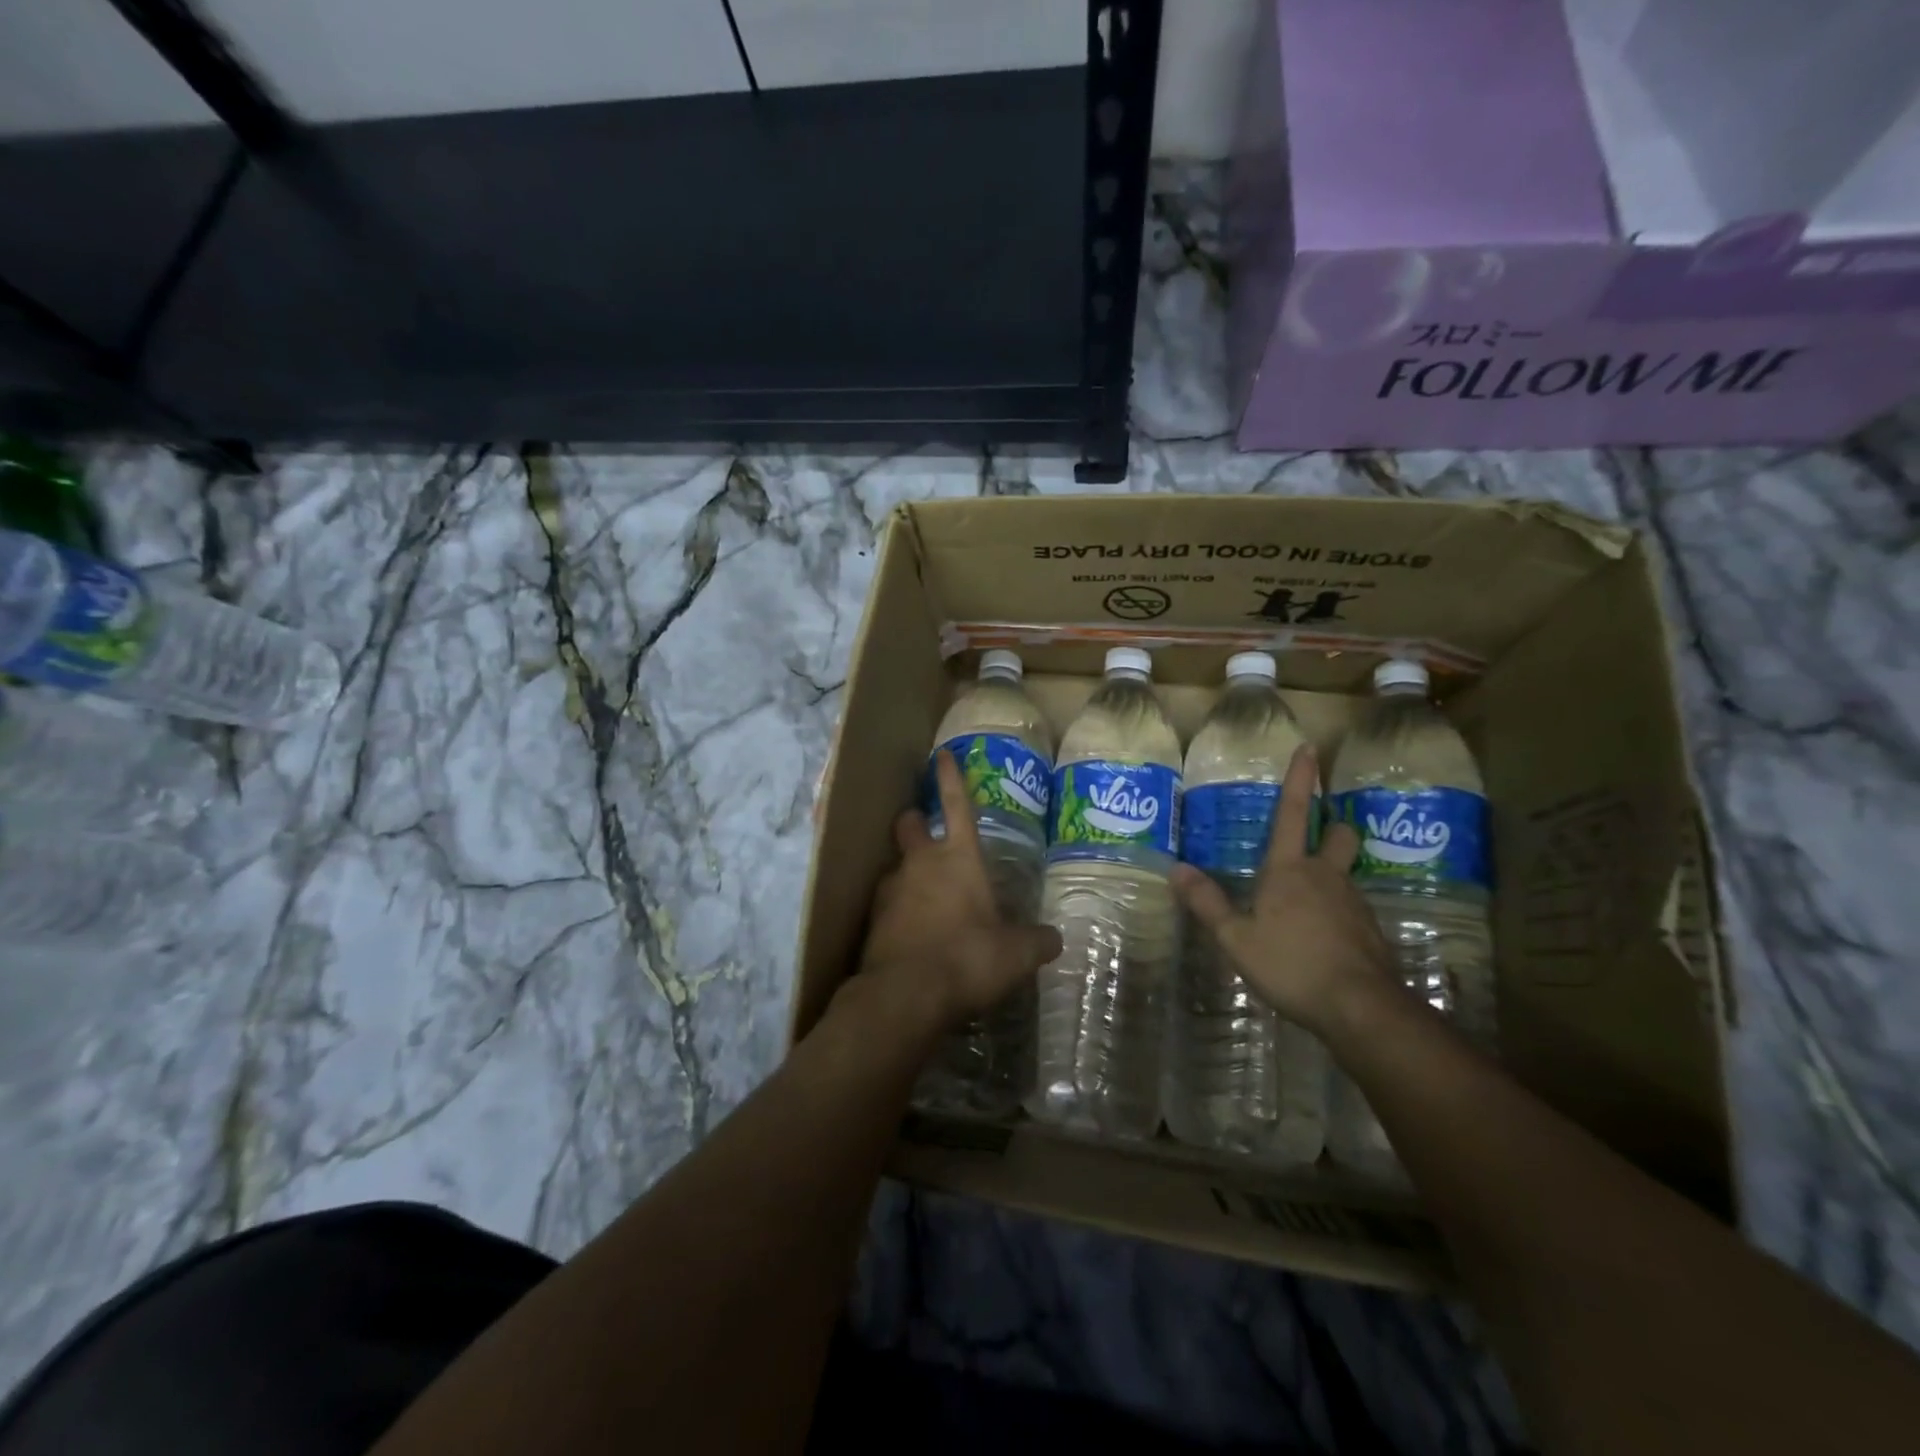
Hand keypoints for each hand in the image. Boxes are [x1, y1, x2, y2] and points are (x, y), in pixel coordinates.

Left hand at [857, 750, 1062, 1035]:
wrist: (905, 995)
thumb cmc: (968, 958)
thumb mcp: (1016, 954)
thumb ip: (1037, 941)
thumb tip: (1053, 940)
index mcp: (958, 858)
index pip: (957, 804)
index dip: (950, 777)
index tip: (941, 755)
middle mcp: (920, 863)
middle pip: (910, 823)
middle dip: (916, 820)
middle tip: (925, 830)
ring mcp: (891, 890)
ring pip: (897, 865)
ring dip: (909, 872)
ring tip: (926, 898)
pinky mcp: (872, 920)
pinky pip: (887, 904)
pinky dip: (899, 911)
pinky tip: (913, 934)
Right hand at [1170, 744, 1396, 1033]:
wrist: (1361, 1007)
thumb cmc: (1291, 964)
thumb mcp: (1237, 939)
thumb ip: (1207, 903)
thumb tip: (1176, 869)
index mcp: (1289, 870)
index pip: (1291, 813)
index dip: (1300, 780)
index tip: (1309, 748)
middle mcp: (1325, 876)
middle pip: (1338, 834)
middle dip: (1330, 827)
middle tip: (1316, 836)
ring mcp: (1353, 901)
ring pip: (1345, 871)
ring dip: (1330, 873)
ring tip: (1307, 901)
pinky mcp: (1370, 929)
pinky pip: (1351, 906)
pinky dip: (1337, 910)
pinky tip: (1323, 936)